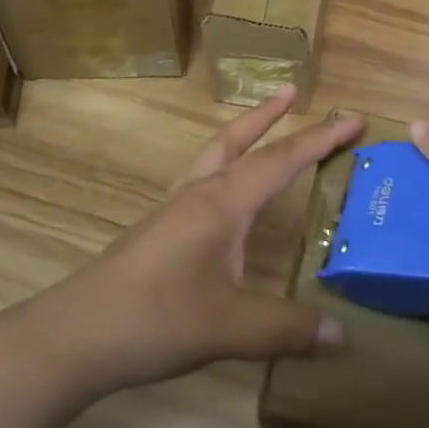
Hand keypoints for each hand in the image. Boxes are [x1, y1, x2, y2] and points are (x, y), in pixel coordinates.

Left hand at [28, 88, 364, 402]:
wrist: (75, 336)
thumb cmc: (156, 319)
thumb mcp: (230, 327)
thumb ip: (287, 328)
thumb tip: (341, 335)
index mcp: (223, 203)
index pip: (281, 159)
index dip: (321, 139)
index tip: (354, 119)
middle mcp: (199, 194)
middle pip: (239, 140)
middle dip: (270, 116)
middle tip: (292, 91)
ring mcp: (173, 209)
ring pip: (214, 155)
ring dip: (242, 135)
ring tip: (261, 126)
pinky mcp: (158, 230)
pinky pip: (199, 180)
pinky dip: (221, 166)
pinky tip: (221, 193)